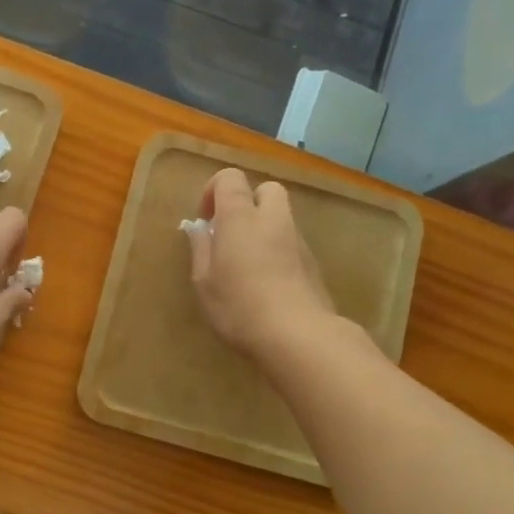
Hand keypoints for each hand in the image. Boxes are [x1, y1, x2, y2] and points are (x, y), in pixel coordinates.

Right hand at [187, 168, 336, 358]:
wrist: (298, 335)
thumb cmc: (239, 306)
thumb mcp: (204, 282)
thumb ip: (201, 249)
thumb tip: (200, 228)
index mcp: (240, 217)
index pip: (231, 178)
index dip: (214, 190)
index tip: (206, 219)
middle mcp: (273, 220)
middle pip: (266, 190)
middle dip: (248, 202)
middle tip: (232, 232)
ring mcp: (298, 241)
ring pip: (282, 217)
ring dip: (264, 228)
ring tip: (248, 263)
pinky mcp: (313, 264)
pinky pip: (292, 244)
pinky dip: (279, 251)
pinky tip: (268, 283)